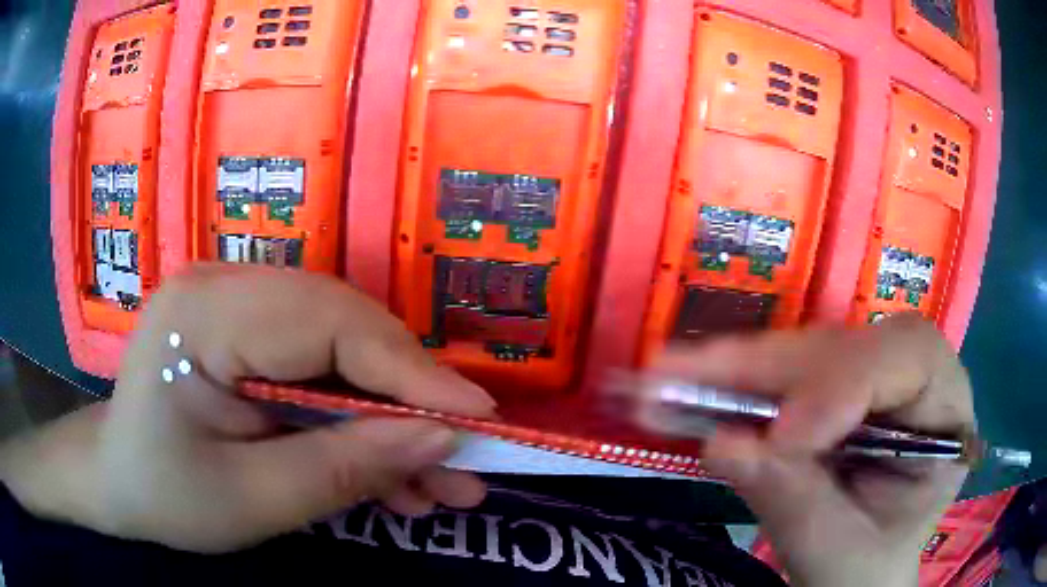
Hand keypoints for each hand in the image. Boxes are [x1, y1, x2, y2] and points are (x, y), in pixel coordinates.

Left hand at [0, 265, 495, 552]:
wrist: (118, 482)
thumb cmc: (165, 494)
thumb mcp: (251, 501)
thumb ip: (342, 469)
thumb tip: (440, 440)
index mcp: (204, 312)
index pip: (328, 324)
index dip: (410, 371)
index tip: (478, 416)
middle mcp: (227, 287)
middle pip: (344, 329)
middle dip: (410, 399)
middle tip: (466, 456)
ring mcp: (241, 308)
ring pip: (343, 353)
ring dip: (394, 419)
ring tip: (442, 482)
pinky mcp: (252, 337)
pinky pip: (322, 371)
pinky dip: (361, 423)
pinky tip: (393, 476)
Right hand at [654, 315, 973, 586]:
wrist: (861, 570)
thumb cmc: (868, 564)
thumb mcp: (840, 550)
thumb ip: (794, 501)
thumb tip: (725, 444)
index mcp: (946, 408)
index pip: (909, 359)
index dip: (845, 385)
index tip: (782, 437)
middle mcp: (913, 374)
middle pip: (847, 345)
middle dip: (767, 367)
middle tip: (677, 377)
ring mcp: (870, 375)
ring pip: (806, 351)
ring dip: (734, 369)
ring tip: (665, 378)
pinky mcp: (832, 386)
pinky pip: (784, 372)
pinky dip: (732, 383)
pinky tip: (686, 384)